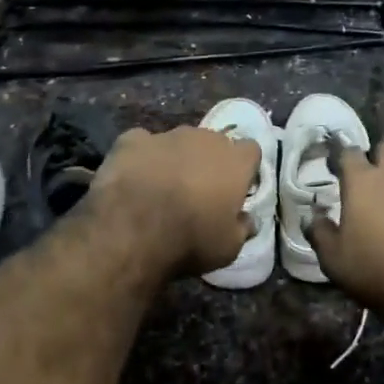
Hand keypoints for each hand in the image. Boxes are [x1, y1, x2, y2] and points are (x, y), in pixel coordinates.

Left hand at [88, 126, 259, 277]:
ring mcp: (167, 135)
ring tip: (162, 187)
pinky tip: (134, 178)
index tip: (236, 189)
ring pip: (178, 141)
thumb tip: (249, 220)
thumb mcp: (229, 247)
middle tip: (199, 191)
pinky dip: (141, 157)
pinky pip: (142, 144)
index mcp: (235, 160)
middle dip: (209, 162)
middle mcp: (204, 138)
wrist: (133, 230)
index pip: (250, 151)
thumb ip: (242, 228)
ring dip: (176, 158)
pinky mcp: (132, 140)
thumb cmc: (191, 239)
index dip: (244, 169)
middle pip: (214, 143)